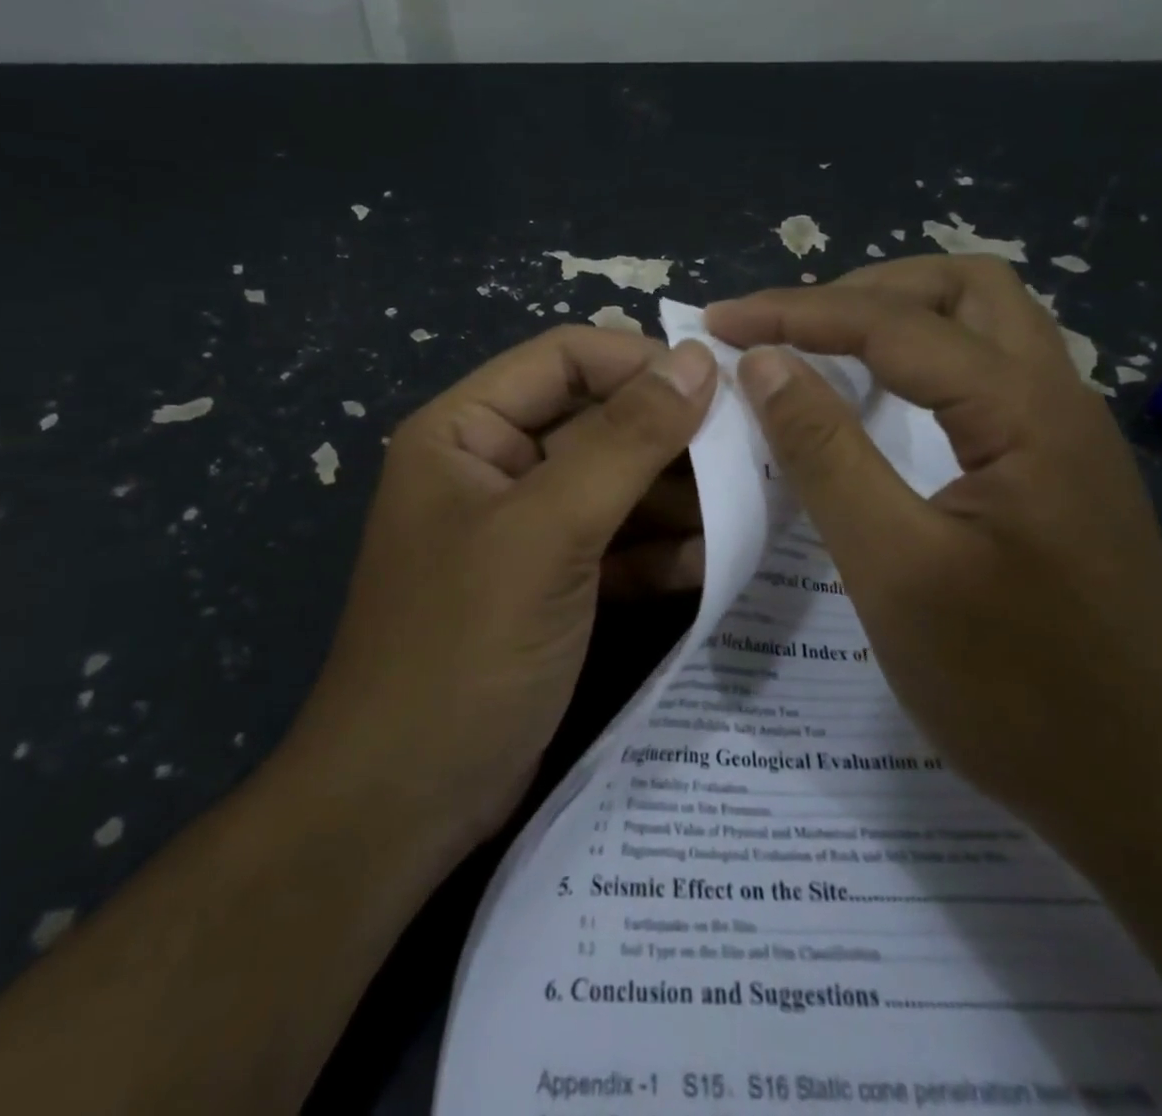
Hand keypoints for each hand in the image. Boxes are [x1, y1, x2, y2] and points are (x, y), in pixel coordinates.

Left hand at [287, 325, 716, 859]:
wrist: (407, 802)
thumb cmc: (464, 646)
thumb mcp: (548, 531)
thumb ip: (626, 441)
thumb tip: (697, 361)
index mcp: (466, 430)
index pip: (565, 358)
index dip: (641, 363)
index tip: (722, 386)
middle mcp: (495, 468)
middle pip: (599, 422)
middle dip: (672, 438)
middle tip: (753, 451)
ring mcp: (528, 530)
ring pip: (618, 486)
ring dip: (679, 497)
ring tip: (751, 505)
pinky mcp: (556, 584)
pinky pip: (619, 544)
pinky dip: (663, 550)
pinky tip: (716, 562)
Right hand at [705, 256, 1161, 838]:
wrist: (1147, 793)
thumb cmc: (1013, 688)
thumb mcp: (895, 569)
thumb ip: (826, 454)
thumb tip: (764, 364)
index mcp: (1026, 412)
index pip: (896, 322)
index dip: (797, 312)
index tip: (721, 322)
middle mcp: (1060, 401)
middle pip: (965, 287)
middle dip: (865, 291)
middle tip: (789, 330)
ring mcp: (1068, 437)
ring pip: (987, 327)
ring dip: (900, 320)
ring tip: (823, 351)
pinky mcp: (1061, 473)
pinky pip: (989, 378)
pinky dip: (924, 365)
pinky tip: (882, 408)